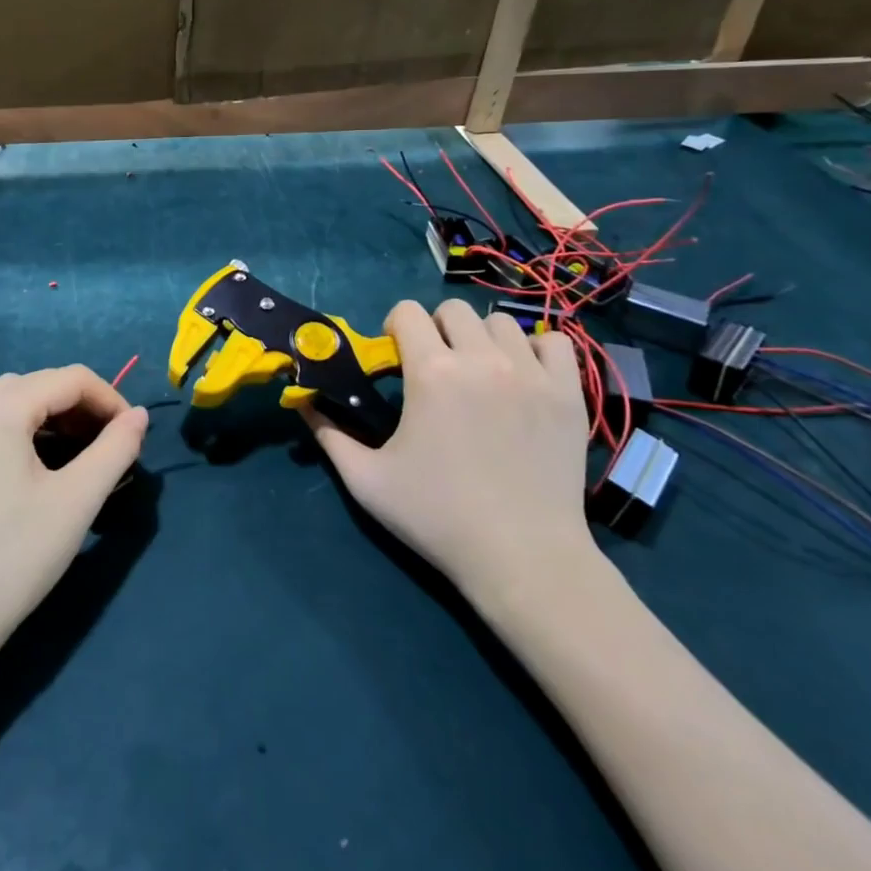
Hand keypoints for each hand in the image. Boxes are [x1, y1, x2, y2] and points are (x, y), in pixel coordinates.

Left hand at [0, 366, 147, 652]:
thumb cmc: (17, 555)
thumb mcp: (78, 499)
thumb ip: (116, 448)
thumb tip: (140, 415)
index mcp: (0, 408)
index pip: (71, 379)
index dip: (111, 400)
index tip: (135, 434)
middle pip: (44, 384)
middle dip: (85, 408)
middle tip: (114, 447)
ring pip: (21, 400)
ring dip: (60, 418)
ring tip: (89, 454)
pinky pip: (0, 419)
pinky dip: (32, 429)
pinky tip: (51, 461)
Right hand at [304, 300, 597, 617]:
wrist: (524, 560)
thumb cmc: (438, 518)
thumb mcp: (367, 480)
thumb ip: (328, 435)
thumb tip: (301, 403)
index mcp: (431, 373)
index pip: (407, 312)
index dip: (395, 328)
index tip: (397, 358)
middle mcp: (482, 360)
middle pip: (454, 309)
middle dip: (437, 329)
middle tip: (436, 368)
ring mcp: (532, 374)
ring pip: (502, 323)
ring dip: (483, 340)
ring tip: (480, 375)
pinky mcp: (569, 394)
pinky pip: (556, 344)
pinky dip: (537, 352)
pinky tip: (524, 378)